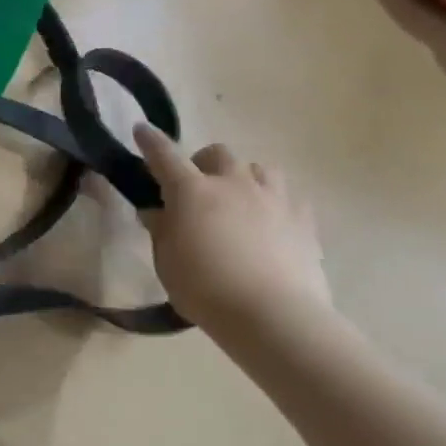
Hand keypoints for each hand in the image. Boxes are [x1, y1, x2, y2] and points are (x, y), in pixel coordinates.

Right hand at [133, 125, 337, 349]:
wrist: (274, 315)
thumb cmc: (204, 287)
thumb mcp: (166, 259)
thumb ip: (161, 229)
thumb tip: (157, 211)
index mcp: (191, 190)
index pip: (163, 154)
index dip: (150, 140)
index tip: (141, 129)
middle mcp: (233, 184)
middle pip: (218, 154)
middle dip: (204, 163)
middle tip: (197, 187)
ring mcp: (273, 199)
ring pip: (259, 169)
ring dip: (244, 178)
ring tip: (239, 200)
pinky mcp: (304, 221)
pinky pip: (289, 197)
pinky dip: (275, 202)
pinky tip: (271, 222)